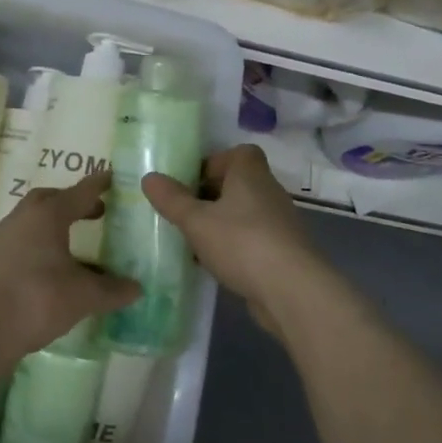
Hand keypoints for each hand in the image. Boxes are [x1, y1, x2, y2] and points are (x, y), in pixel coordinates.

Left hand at [0, 171, 138, 359]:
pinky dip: (41, 241)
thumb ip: (112, 290)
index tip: (113, 178)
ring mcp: (4, 237)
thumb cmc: (37, 300)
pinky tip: (54, 263)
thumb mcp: (84, 296)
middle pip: (50, 199)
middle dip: (73, 201)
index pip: (80, 192)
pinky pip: (23, 238)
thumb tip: (136, 288)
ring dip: (55, 222)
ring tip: (77, 239)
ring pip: (33, 219)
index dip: (99, 185)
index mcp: (48, 215)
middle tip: (96, 212)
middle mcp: (23, 217)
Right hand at [142, 145, 319, 335]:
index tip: (190, 182)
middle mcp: (269, 191)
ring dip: (220, 224)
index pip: (238, 153)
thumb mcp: (196, 221)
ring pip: (243, 214)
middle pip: (238, 184)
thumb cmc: (241, 242)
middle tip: (183, 213)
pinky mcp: (282, 251)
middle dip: (210, 196)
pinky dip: (233, 247)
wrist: (291, 289)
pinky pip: (251, 239)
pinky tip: (213, 265)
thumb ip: (172, 200)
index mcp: (251, 173)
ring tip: (192, 241)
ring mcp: (279, 222)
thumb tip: (149, 177)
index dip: (214, 163)